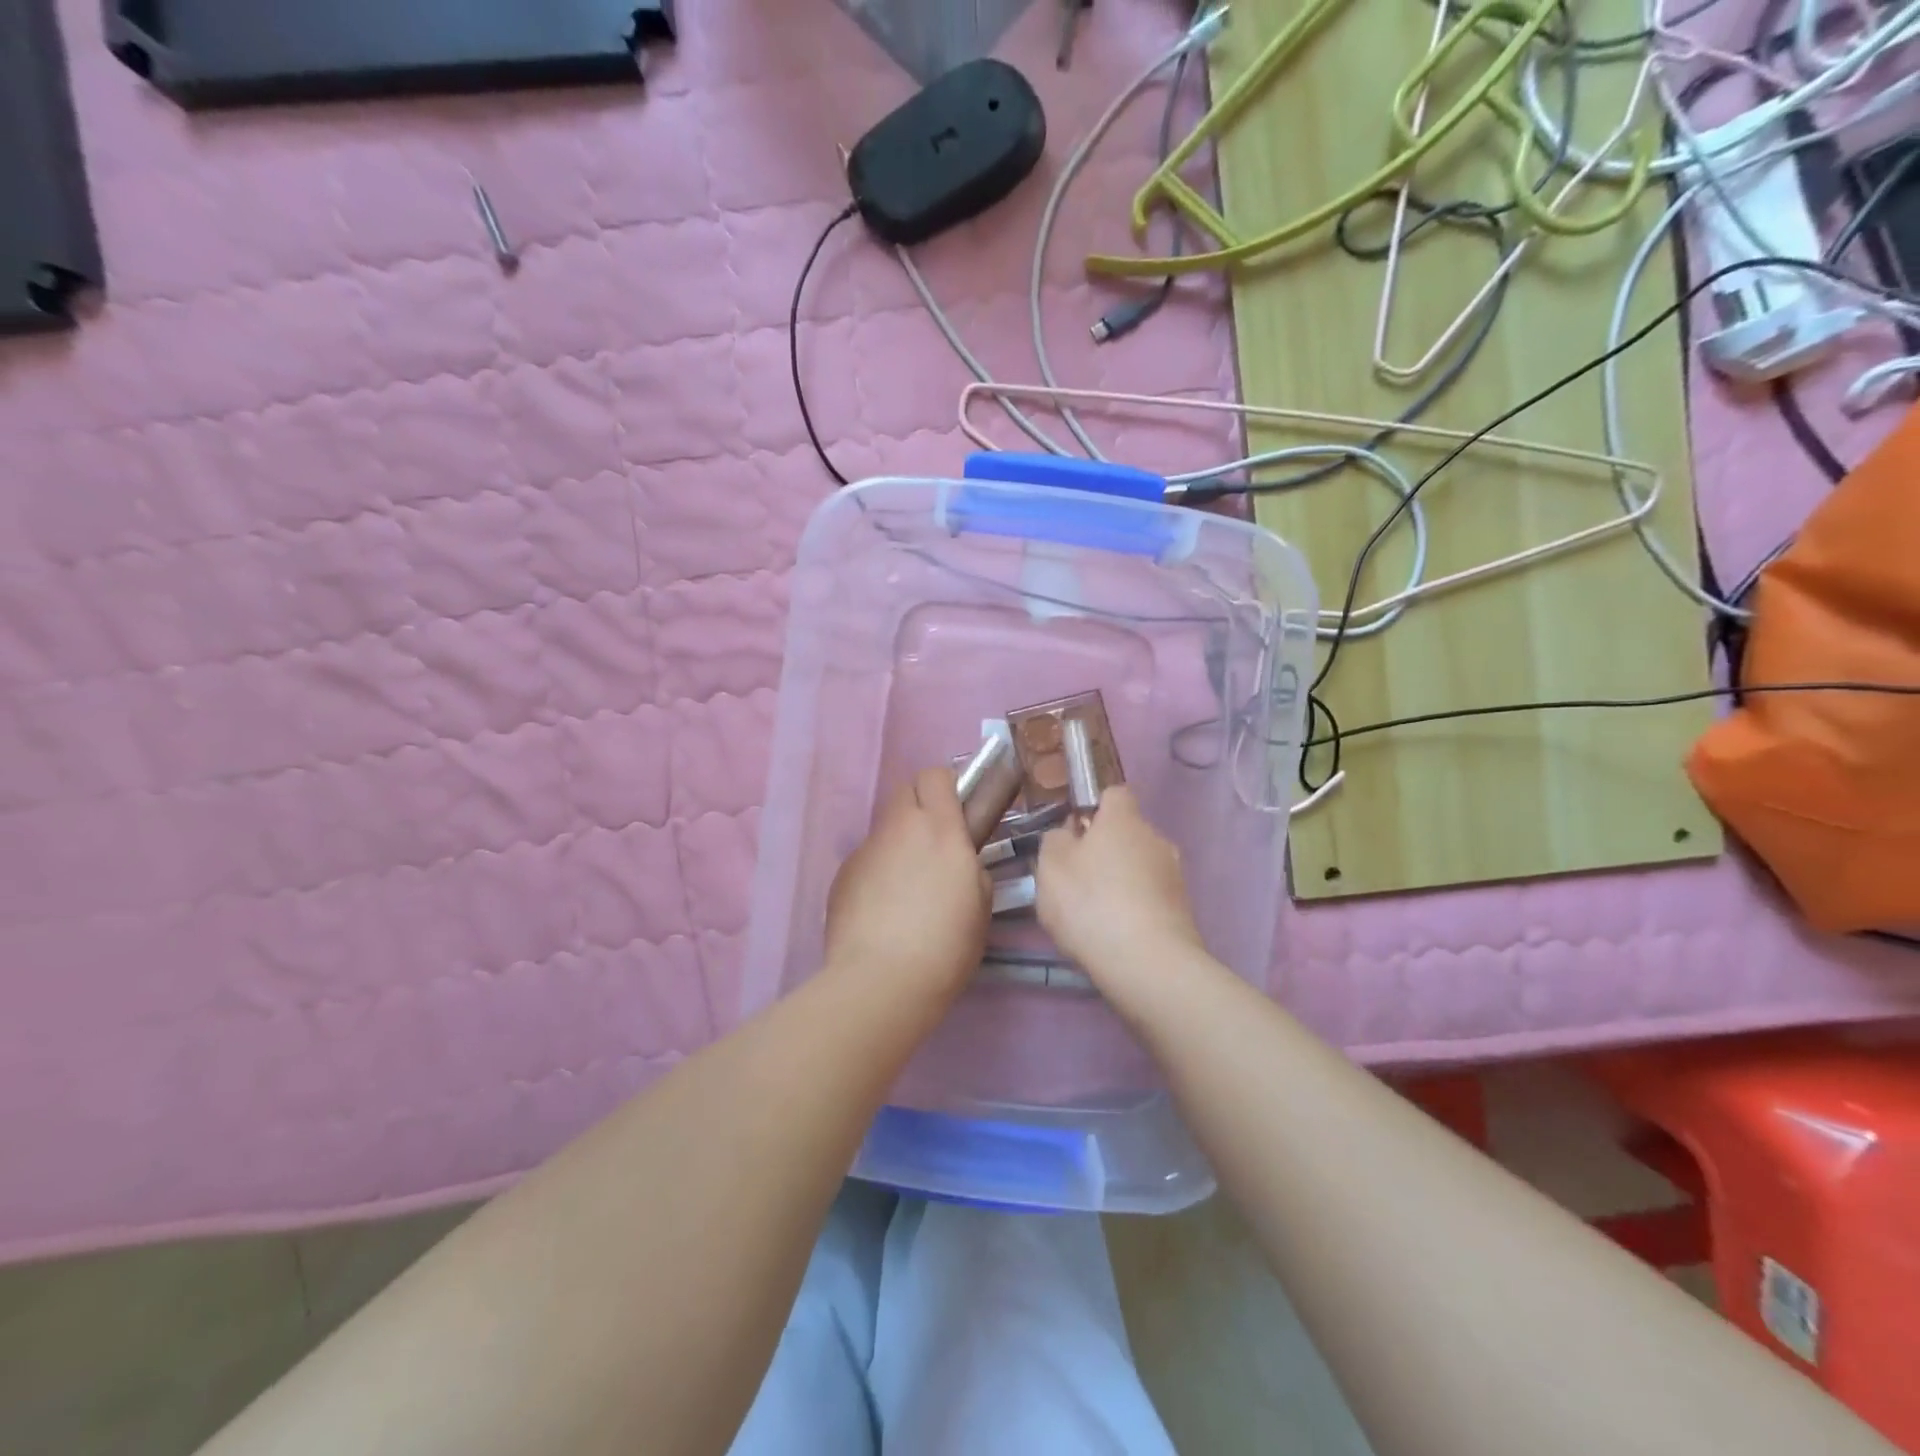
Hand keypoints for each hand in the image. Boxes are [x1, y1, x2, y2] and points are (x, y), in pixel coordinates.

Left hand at [824, 767, 990, 1004]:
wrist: (881, 981)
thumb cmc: (945, 944)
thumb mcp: (980, 903)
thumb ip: (969, 866)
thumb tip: (956, 860)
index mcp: (939, 829)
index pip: (935, 775)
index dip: (946, 787)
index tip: (957, 812)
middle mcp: (898, 828)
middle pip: (905, 792)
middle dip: (921, 808)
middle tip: (936, 846)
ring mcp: (864, 851)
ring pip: (885, 830)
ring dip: (899, 845)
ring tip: (907, 892)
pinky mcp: (842, 875)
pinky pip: (866, 861)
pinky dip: (877, 875)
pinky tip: (883, 914)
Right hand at [1036, 787, 1203, 984]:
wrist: (1148, 964)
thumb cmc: (1091, 903)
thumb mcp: (1050, 866)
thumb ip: (1055, 840)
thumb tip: (1069, 833)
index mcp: (1124, 819)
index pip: (1113, 794)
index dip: (1093, 807)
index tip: (1074, 831)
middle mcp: (1155, 838)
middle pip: (1127, 833)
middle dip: (1105, 849)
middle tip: (1076, 879)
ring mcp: (1174, 875)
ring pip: (1139, 867)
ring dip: (1120, 881)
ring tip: (1094, 914)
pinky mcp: (1183, 910)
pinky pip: (1150, 897)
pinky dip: (1133, 908)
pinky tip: (1114, 934)